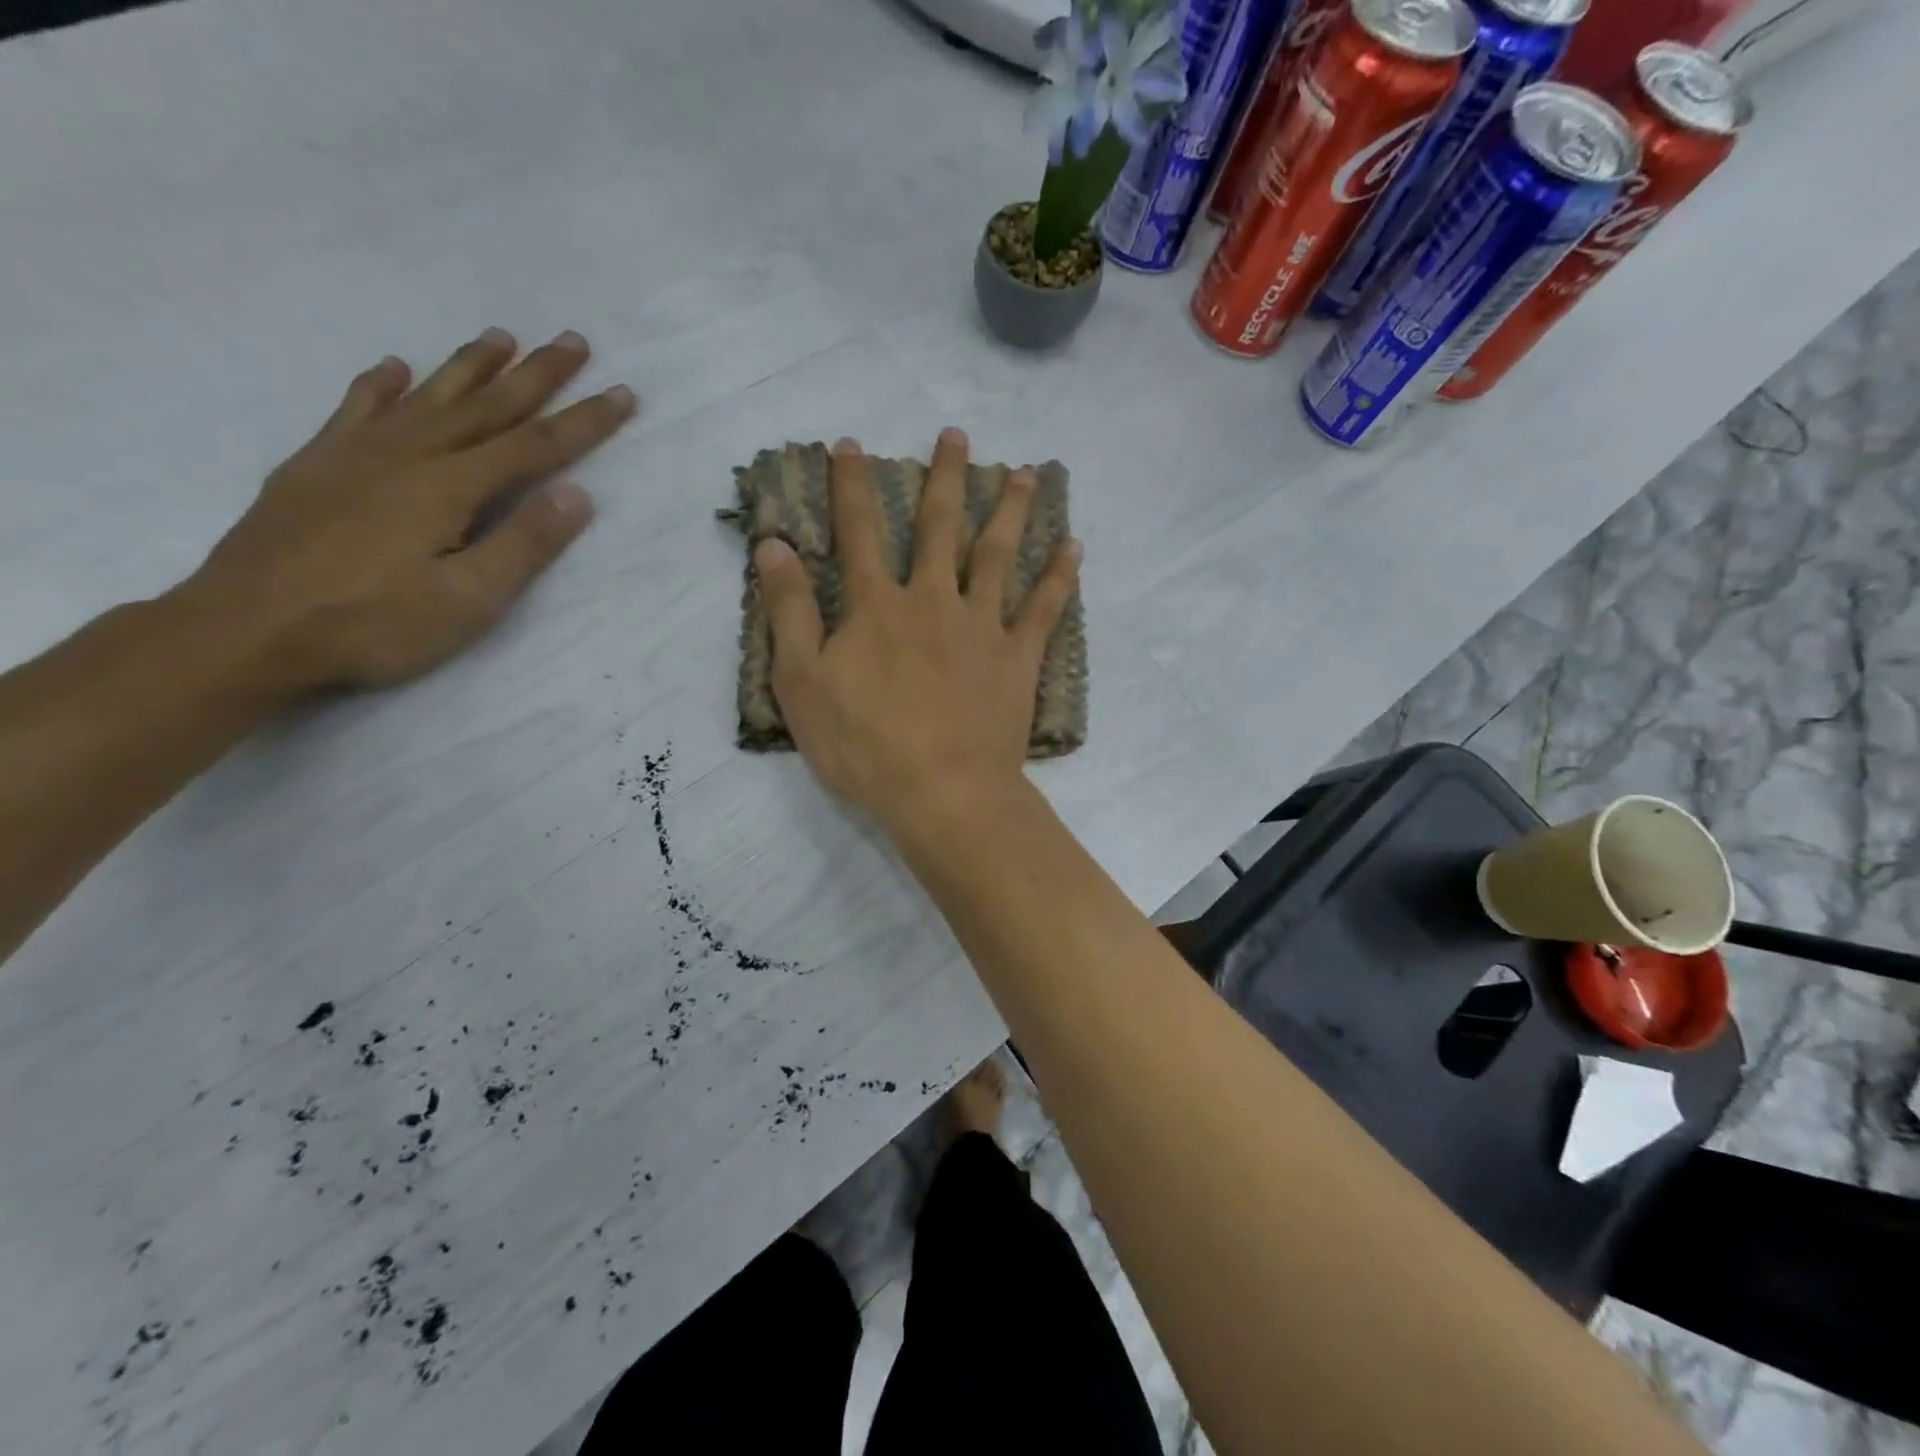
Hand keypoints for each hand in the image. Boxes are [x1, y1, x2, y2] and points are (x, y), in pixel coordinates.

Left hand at [179, 328, 636, 694]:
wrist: (244, 631)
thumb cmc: (373, 624)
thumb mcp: (468, 600)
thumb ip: (524, 544)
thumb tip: (576, 493)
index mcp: (450, 487)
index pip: (534, 446)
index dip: (583, 420)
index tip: (622, 393)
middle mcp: (407, 455)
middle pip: (486, 407)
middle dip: (535, 375)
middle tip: (572, 341)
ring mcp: (354, 455)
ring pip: (426, 398)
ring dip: (469, 367)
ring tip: (501, 338)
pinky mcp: (314, 467)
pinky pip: (355, 410)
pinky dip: (379, 385)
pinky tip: (393, 367)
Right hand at [753, 429, 1080, 831]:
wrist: (942, 791)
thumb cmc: (863, 744)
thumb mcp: (801, 681)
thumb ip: (789, 609)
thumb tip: (773, 544)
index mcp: (877, 606)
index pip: (859, 531)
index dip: (851, 486)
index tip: (851, 444)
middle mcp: (933, 600)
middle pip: (941, 527)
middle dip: (946, 477)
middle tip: (958, 435)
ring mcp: (981, 627)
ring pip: (998, 554)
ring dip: (1011, 510)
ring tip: (1027, 472)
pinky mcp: (1017, 659)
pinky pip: (1044, 609)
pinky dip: (1059, 577)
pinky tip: (1074, 547)